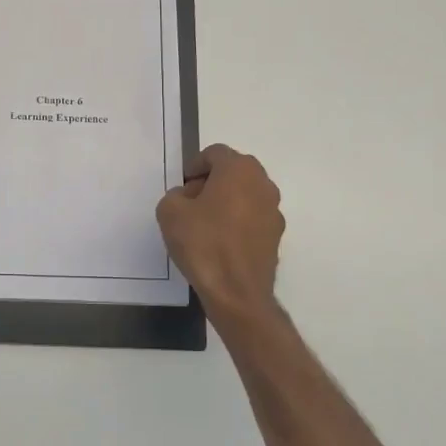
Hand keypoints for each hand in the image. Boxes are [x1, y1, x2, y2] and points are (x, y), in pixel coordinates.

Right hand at [156, 145, 283, 322]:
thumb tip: (188, 198)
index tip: (182, 187)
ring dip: (226, 202)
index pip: (215, 153)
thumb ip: (175, 194)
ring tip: (204, 225)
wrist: (236, 292)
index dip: (195, 166)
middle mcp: (263, 183)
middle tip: (191, 203)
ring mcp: (274, 210)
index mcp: (239, 169)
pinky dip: (237, 222)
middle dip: (212, 182)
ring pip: (245, 195)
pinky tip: (220, 243)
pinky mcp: (276, 235)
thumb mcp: (170, 212)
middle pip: (233, 172)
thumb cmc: (203, 243)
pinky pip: (252, 218)